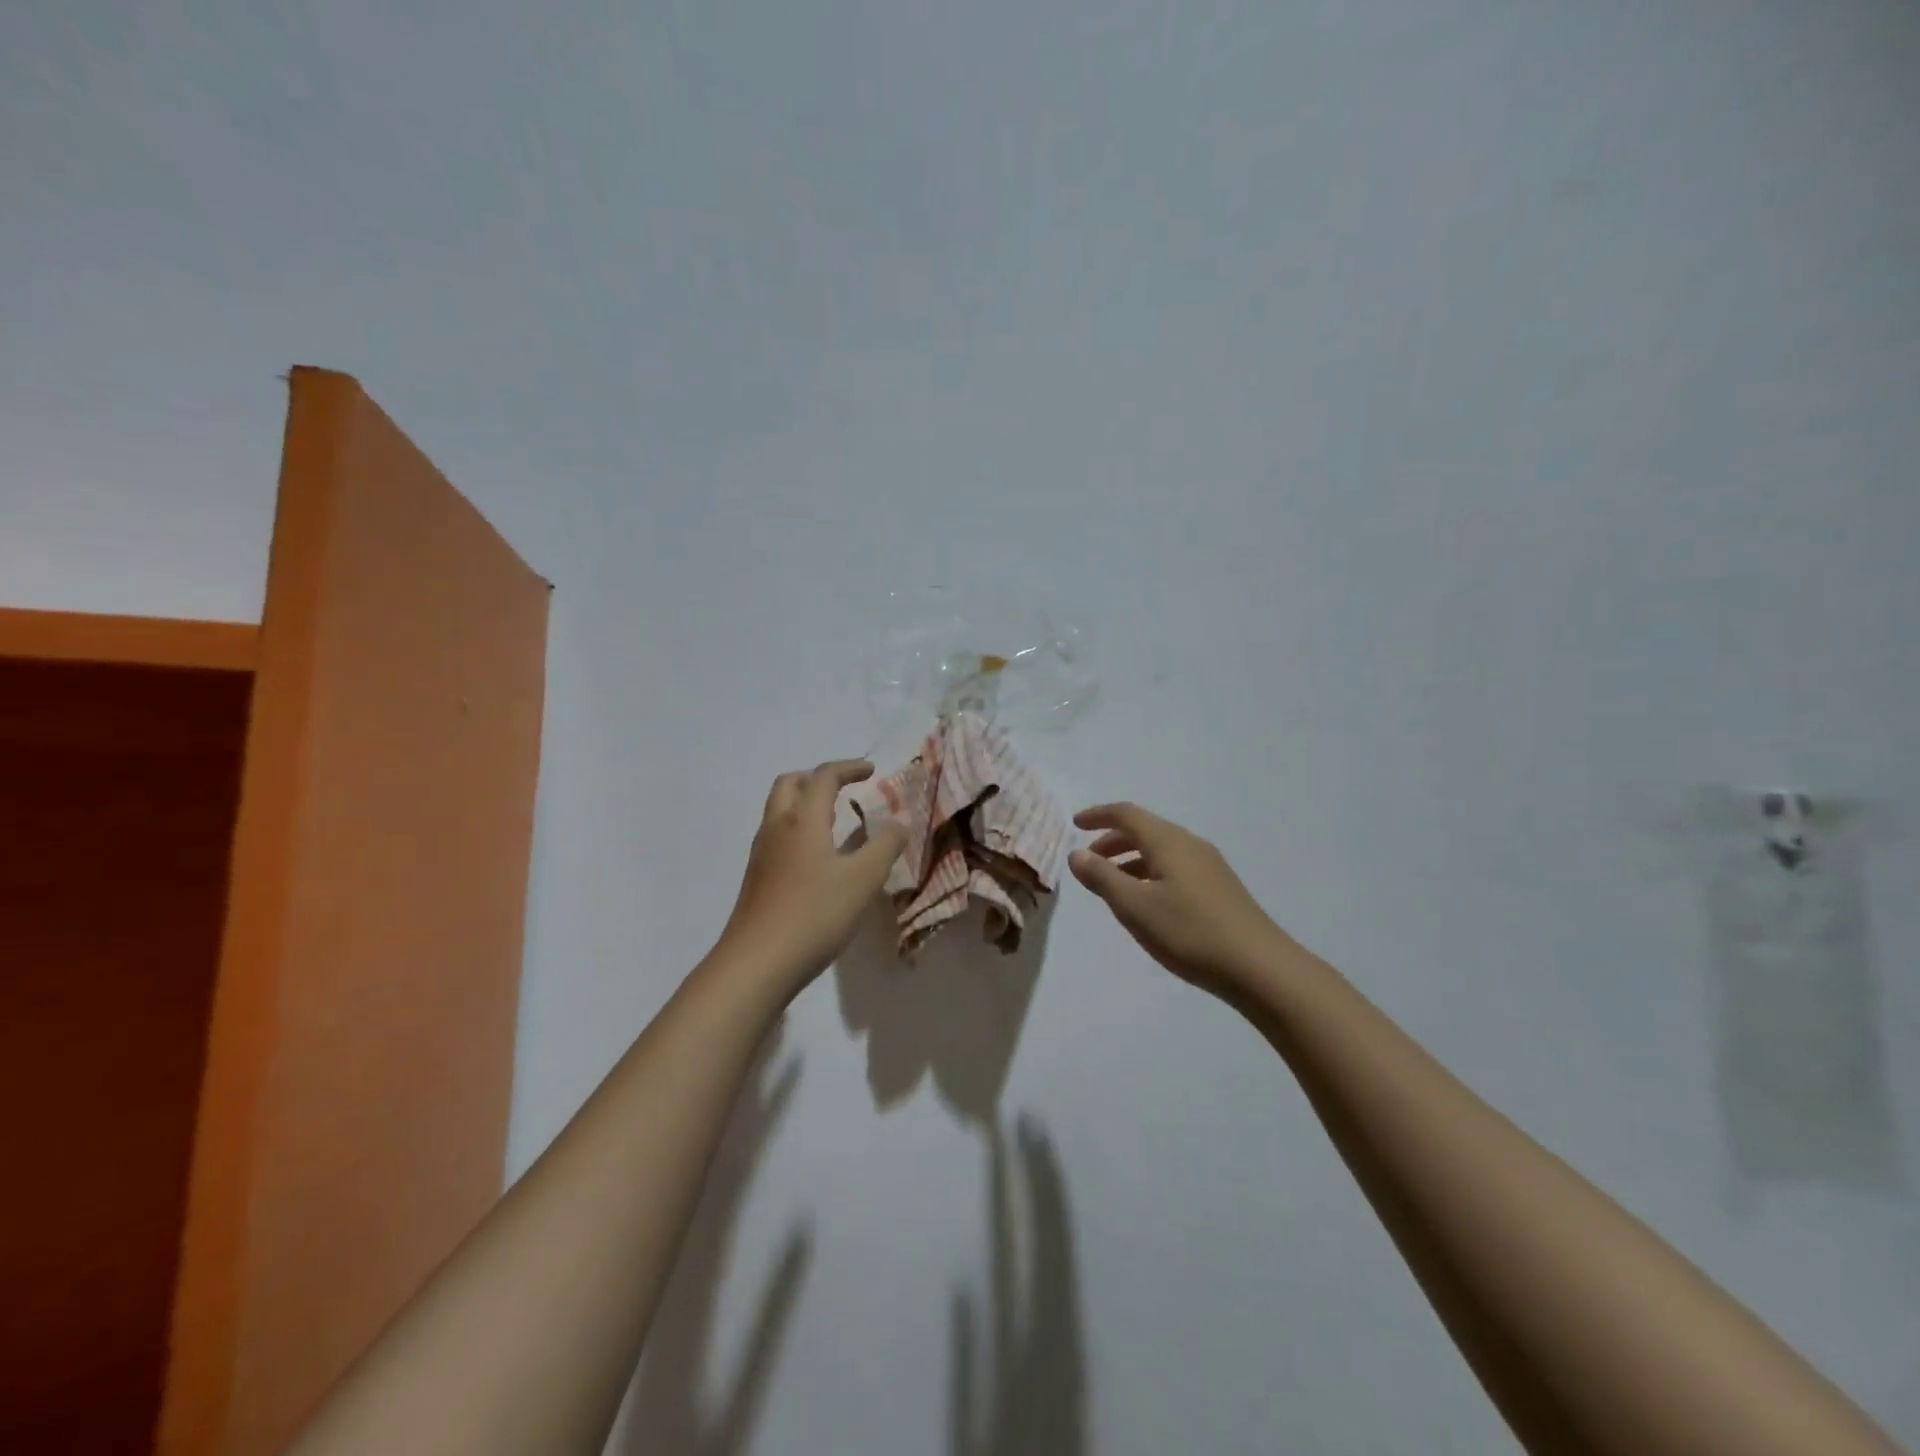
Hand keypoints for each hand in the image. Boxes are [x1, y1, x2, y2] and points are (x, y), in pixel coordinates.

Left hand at [719, 759, 907, 990]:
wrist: (757, 962)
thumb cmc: (814, 914)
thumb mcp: (863, 879)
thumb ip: (885, 846)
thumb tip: (898, 823)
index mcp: (803, 820)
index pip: (823, 777)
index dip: (848, 768)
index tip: (871, 771)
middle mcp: (777, 828)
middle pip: (791, 784)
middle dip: (818, 779)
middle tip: (844, 789)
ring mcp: (762, 854)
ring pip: (780, 810)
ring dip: (806, 804)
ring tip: (836, 822)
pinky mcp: (757, 878)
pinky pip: (778, 836)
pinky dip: (799, 829)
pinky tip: (818, 859)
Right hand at [1069, 803, 1291, 993]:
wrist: (1260, 968)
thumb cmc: (1190, 932)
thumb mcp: (1135, 907)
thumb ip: (1102, 877)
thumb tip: (1077, 854)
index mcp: (1168, 841)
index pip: (1127, 814)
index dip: (1098, 815)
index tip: (1075, 824)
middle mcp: (1190, 844)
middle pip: (1145, 830)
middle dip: (1112, 840)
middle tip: (1089, 860)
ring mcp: (1209, 866)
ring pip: (1161, 850)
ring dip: (1131, 859)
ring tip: (1112, 884)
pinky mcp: (1219, 889)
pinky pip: (1175, 867)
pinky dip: (1150, 873)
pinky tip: (1148, 901)